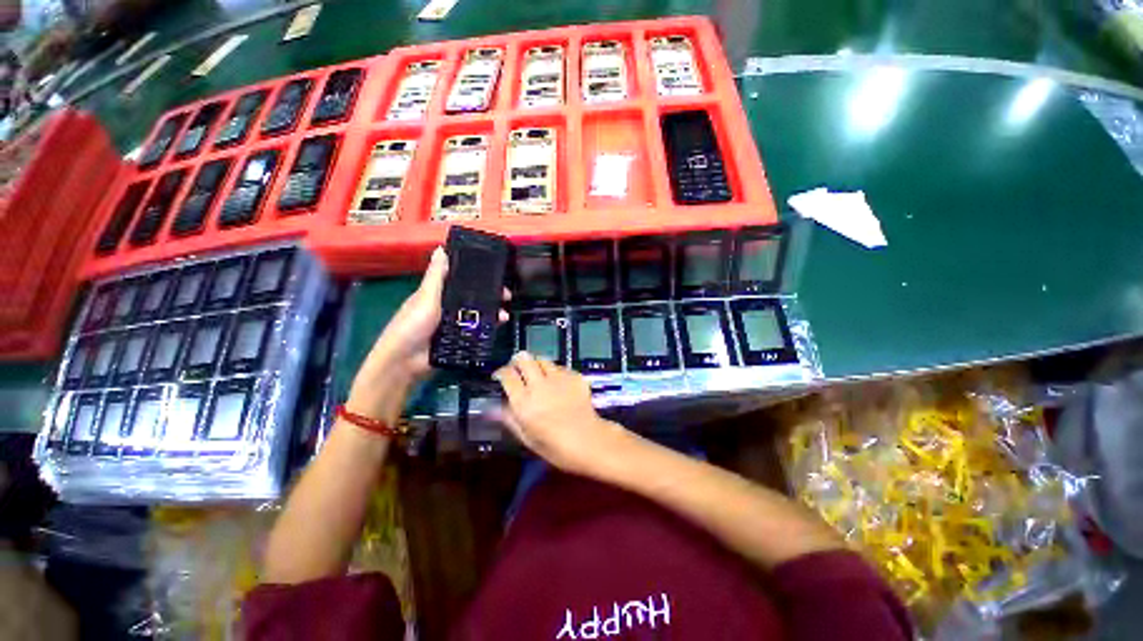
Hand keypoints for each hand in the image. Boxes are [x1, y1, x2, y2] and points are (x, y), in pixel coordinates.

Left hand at [348, 247, 508, 420]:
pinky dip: (489, 327)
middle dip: (491, 296)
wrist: (405, 362)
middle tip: (506, 296)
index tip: (495, 275)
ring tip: (504, 314)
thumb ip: (436, 276)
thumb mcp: (425, 297)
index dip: (478, 277)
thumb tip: (441, 248)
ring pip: (478, 314)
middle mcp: (447, 308)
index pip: (461, 281)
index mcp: (437, 294)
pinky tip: (498, 325)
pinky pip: (477, 331)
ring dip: (493, 312)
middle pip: (474, 298)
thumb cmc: (412, 325)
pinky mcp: (460, 340)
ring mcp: (454, 325)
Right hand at [495, 352, 630, 475]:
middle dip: (518, 361)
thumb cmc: (556, 447)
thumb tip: (495, 407)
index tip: (500, 376)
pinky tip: (558, 384)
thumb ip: (510, 419)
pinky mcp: (574, 376)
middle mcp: (539, 385)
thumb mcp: (527, 438)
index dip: (501, 372)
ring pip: (542, 359)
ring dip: (537, 365)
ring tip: (538, 374)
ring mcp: (559, 378)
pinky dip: (555, 372)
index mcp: (524, 402)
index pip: (507, 375)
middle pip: (524, 359)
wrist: (589, 441)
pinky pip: (560, 367)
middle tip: (518, 369)